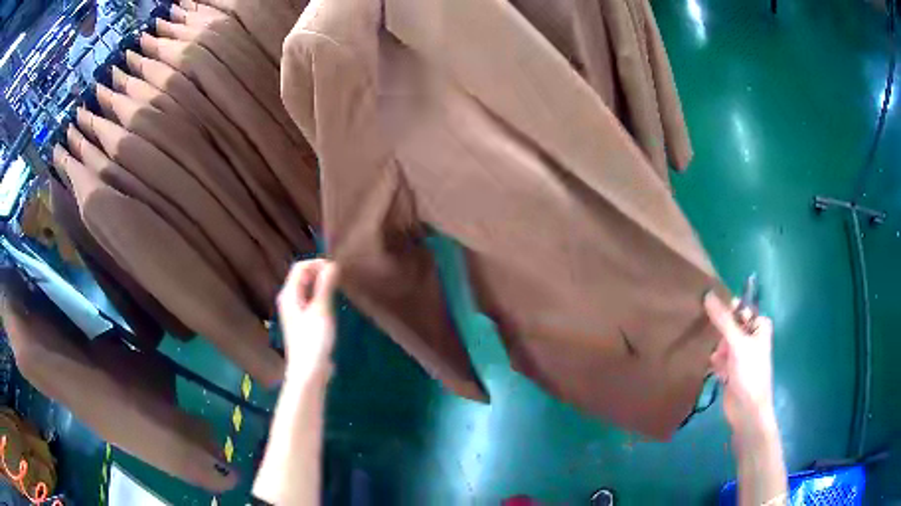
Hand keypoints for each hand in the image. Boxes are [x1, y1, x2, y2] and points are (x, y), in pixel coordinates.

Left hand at [277, 260, 340, 382]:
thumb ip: (325, 286)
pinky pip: (310, 300)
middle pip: (302, 277)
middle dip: (319, 271)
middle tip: (340, 274)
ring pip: (307, 289)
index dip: (317, 262)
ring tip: (339, 285)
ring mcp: (295, 312)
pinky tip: (333, 302)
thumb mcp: (321, 310)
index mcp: (289, 294)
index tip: (337, 267)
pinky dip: (321, 295)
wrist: (309, 371)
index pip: (300, 267)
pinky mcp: (303, 322)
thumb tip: (332, 264)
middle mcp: (289, 300)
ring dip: (321, 283)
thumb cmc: (313, 340)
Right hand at [704, 293, 776, 439]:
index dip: (727, 309)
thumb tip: (707, 294)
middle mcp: (751, 337)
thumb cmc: (749, 373)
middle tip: (716, 342)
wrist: (747, 411)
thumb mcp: (737, 343)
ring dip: (718, 350)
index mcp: (760, 326)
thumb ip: (723, 320)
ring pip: (723, 342)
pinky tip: (717, 372)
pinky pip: (720, 358)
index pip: (741, 308)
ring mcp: (741, 354)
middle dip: (721, 334)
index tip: (711, 311)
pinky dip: (717, 363)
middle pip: (730, 325)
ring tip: (717, 361)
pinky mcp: (732, 370)